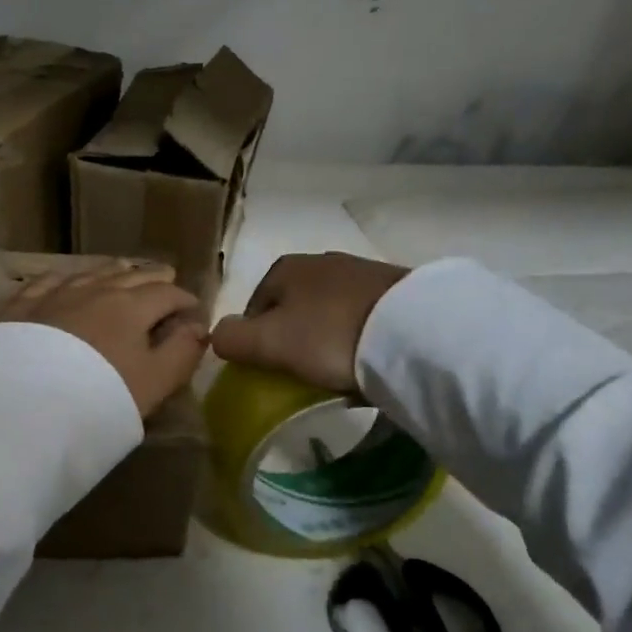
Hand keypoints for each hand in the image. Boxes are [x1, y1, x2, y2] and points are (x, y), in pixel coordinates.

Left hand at [0, 264, 208, 416]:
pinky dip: (68, 277)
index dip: (185, 300)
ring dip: (114, 272)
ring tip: (124, 270)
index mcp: (132, 307)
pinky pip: (50, 280)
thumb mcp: (154, 383)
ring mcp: (56, 294)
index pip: (167, 294)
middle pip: (131, 276)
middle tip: (166, 278)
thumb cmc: (100, 395)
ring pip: (92, 273)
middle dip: (153, 278)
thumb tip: (199, 328)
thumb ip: (182, 353)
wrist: (25, 402)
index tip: (193, 309)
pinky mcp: (23, 306)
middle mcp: (95, 290)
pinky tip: (66, 278)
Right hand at [210, 252, 409, 392]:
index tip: (270, 370)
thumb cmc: (328, 336)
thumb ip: (231, 339)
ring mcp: (362, 271)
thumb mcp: (267, 343)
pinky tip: (365, 357)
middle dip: (293, 336)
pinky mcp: (396, 289)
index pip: (254, 306)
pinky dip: (357, 335)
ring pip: (328, 310)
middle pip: (292, 307)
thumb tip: (216, 334)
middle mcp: (320, 261)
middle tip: (302, 371)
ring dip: (326, 336)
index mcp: (284, 268)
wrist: (414, 333)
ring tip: (337, 368)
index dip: (256, 340)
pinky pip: (362, 316)